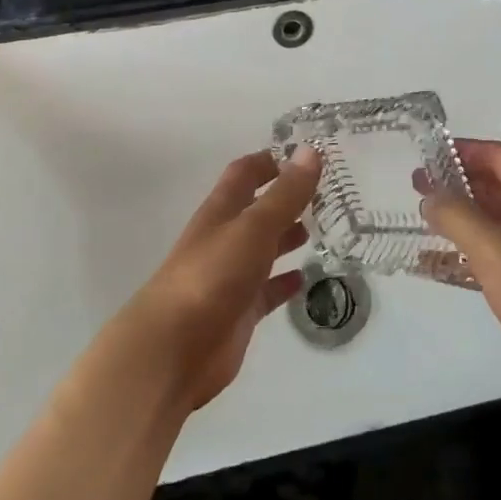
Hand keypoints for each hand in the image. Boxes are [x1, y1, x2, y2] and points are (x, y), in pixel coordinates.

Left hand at [123, 146, 319, 410]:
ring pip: (264, 249)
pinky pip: (267, 291)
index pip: (245, 174)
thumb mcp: (253, 228)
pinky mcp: (239, 313)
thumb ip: (285, 194)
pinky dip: (285, 282)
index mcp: (221, 212)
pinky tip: (307, 279)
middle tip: (328, 195)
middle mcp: (224, 239)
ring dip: (289, 238)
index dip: (271, 161)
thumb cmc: (211, 276)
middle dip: (287, 200)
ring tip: (324, 230)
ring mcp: (230, 277)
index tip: (305, 155)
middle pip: (257, 211)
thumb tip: (311, 150)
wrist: (172, 349)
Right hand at [420, 139, 500, 409]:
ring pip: (498, 218)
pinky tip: (440, 262)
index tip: (428, 156)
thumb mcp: (494, 249)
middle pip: (499, 184)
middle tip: (419, 188)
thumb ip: (456, 216)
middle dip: (458, 183)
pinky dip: (472, 248)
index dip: (464, 151)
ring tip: (426, 219)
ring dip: (463, 216)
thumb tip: (431, 196)